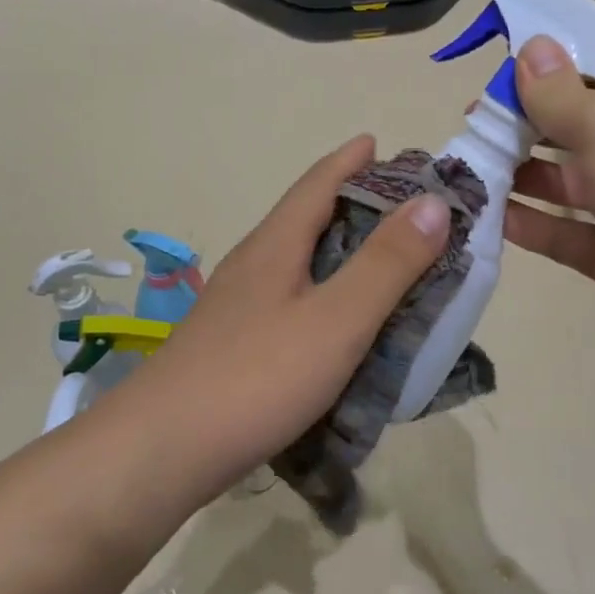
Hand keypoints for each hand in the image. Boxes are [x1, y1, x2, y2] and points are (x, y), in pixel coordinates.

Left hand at [125, 136, 449, 499]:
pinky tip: (335, 321)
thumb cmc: (257, 376)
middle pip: (304, 217)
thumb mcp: (337, 319)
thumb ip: (387, 263)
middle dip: (349, 203)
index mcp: (275, 245)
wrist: (162, 450)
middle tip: (399, 207)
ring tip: (377, 260)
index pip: (317, 184)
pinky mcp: (233, 344)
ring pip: (295, 260)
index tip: (378, 143)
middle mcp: (252, 264)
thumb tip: (432, 202)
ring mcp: (236, 306)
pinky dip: (322, 292)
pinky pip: (288, 299)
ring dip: (335, 249)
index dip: (349, 161)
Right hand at [503, 36, 594, 393]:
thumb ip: (562, 94)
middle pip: (578, 131)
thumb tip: (531, 47)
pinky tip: (486, 212)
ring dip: (520, 174)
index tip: (500, 73)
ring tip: (469, 165)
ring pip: (565, 185)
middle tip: (474, 123)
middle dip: (527, 125)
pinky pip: (561, 234)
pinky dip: (527, 223)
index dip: (554, 72)